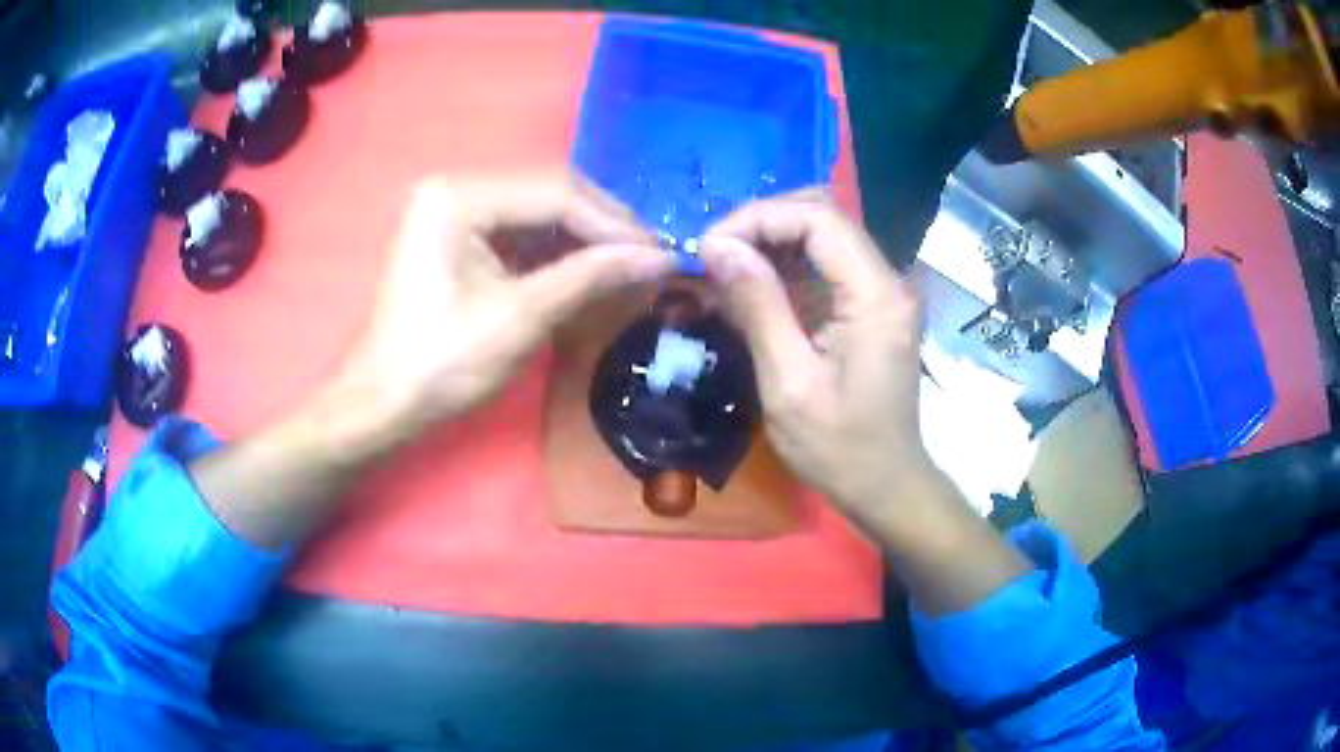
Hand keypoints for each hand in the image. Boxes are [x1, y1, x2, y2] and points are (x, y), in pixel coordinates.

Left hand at [337, 173, 673, 433]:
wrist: (383, 403)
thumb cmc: (443, 363)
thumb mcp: (521, 317)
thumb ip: (591, 277)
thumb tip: (660, 258)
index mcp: (460, 197)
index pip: (557, 195)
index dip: (615, 225)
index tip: (662, 253)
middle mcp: (455, 188)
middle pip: (548, 196)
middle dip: (603, 228)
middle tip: (652, 257)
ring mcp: (453, 210)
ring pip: (538, 213)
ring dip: (584, 239)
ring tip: (631, 264)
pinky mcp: (456, 235)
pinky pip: (518, 232)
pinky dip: (556, 252)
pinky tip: (589, 269)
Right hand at [702, 192, 928, 513]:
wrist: (886, 484)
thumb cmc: (839, 448)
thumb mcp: (789, 383)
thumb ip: (758, 306)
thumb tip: (717, 246)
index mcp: (875, 296)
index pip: (819, 218)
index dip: (760, 218)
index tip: (711, 246)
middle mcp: (887, 280)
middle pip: (823, 216)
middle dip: (762, 223)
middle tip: (714, 254)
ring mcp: (882, 291)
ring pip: (823, 234)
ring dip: (771, 241)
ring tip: (724, 268)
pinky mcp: (871, 305)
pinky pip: (826, 264)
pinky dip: (786, 265)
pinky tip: (752, 286)